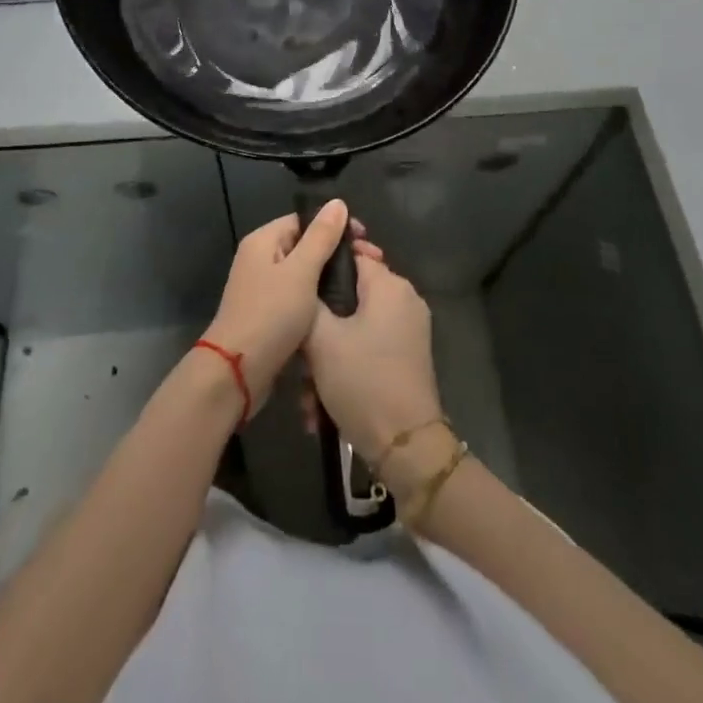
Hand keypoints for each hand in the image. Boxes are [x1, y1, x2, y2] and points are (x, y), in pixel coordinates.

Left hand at [202, 201, 380, 412]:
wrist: (237, 373)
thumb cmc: (270, 315)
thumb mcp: (301, 271)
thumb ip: (321, 237)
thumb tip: (337, 202)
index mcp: (263, 241)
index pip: (304, 221)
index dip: (335, 226)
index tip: (365, 240)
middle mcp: (261, 259)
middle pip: (306, 246)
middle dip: (339, 253)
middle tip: (372, 265)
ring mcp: (264, 289)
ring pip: (306, 274)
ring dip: (333, 277)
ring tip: (364, 286)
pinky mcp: (270, 315)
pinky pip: (301, 297)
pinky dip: (321, 299)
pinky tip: (344, 309)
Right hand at [303, 255, 443, 472]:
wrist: (406, 449)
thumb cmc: (362, 381)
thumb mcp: (322, 339)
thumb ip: (308, 300)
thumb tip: (303, 279)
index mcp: (389, 285)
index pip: (350, 254)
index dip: (320, 266)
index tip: (294, 287)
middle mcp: (404, 300)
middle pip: (349, 295)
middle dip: (320, 326)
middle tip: (297, 354)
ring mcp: (408, 330)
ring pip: (354, 328)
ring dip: (327, 357)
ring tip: (307, 393)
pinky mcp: (407, 358)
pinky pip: (367, 348)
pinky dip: (345, 368)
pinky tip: (321, 406)